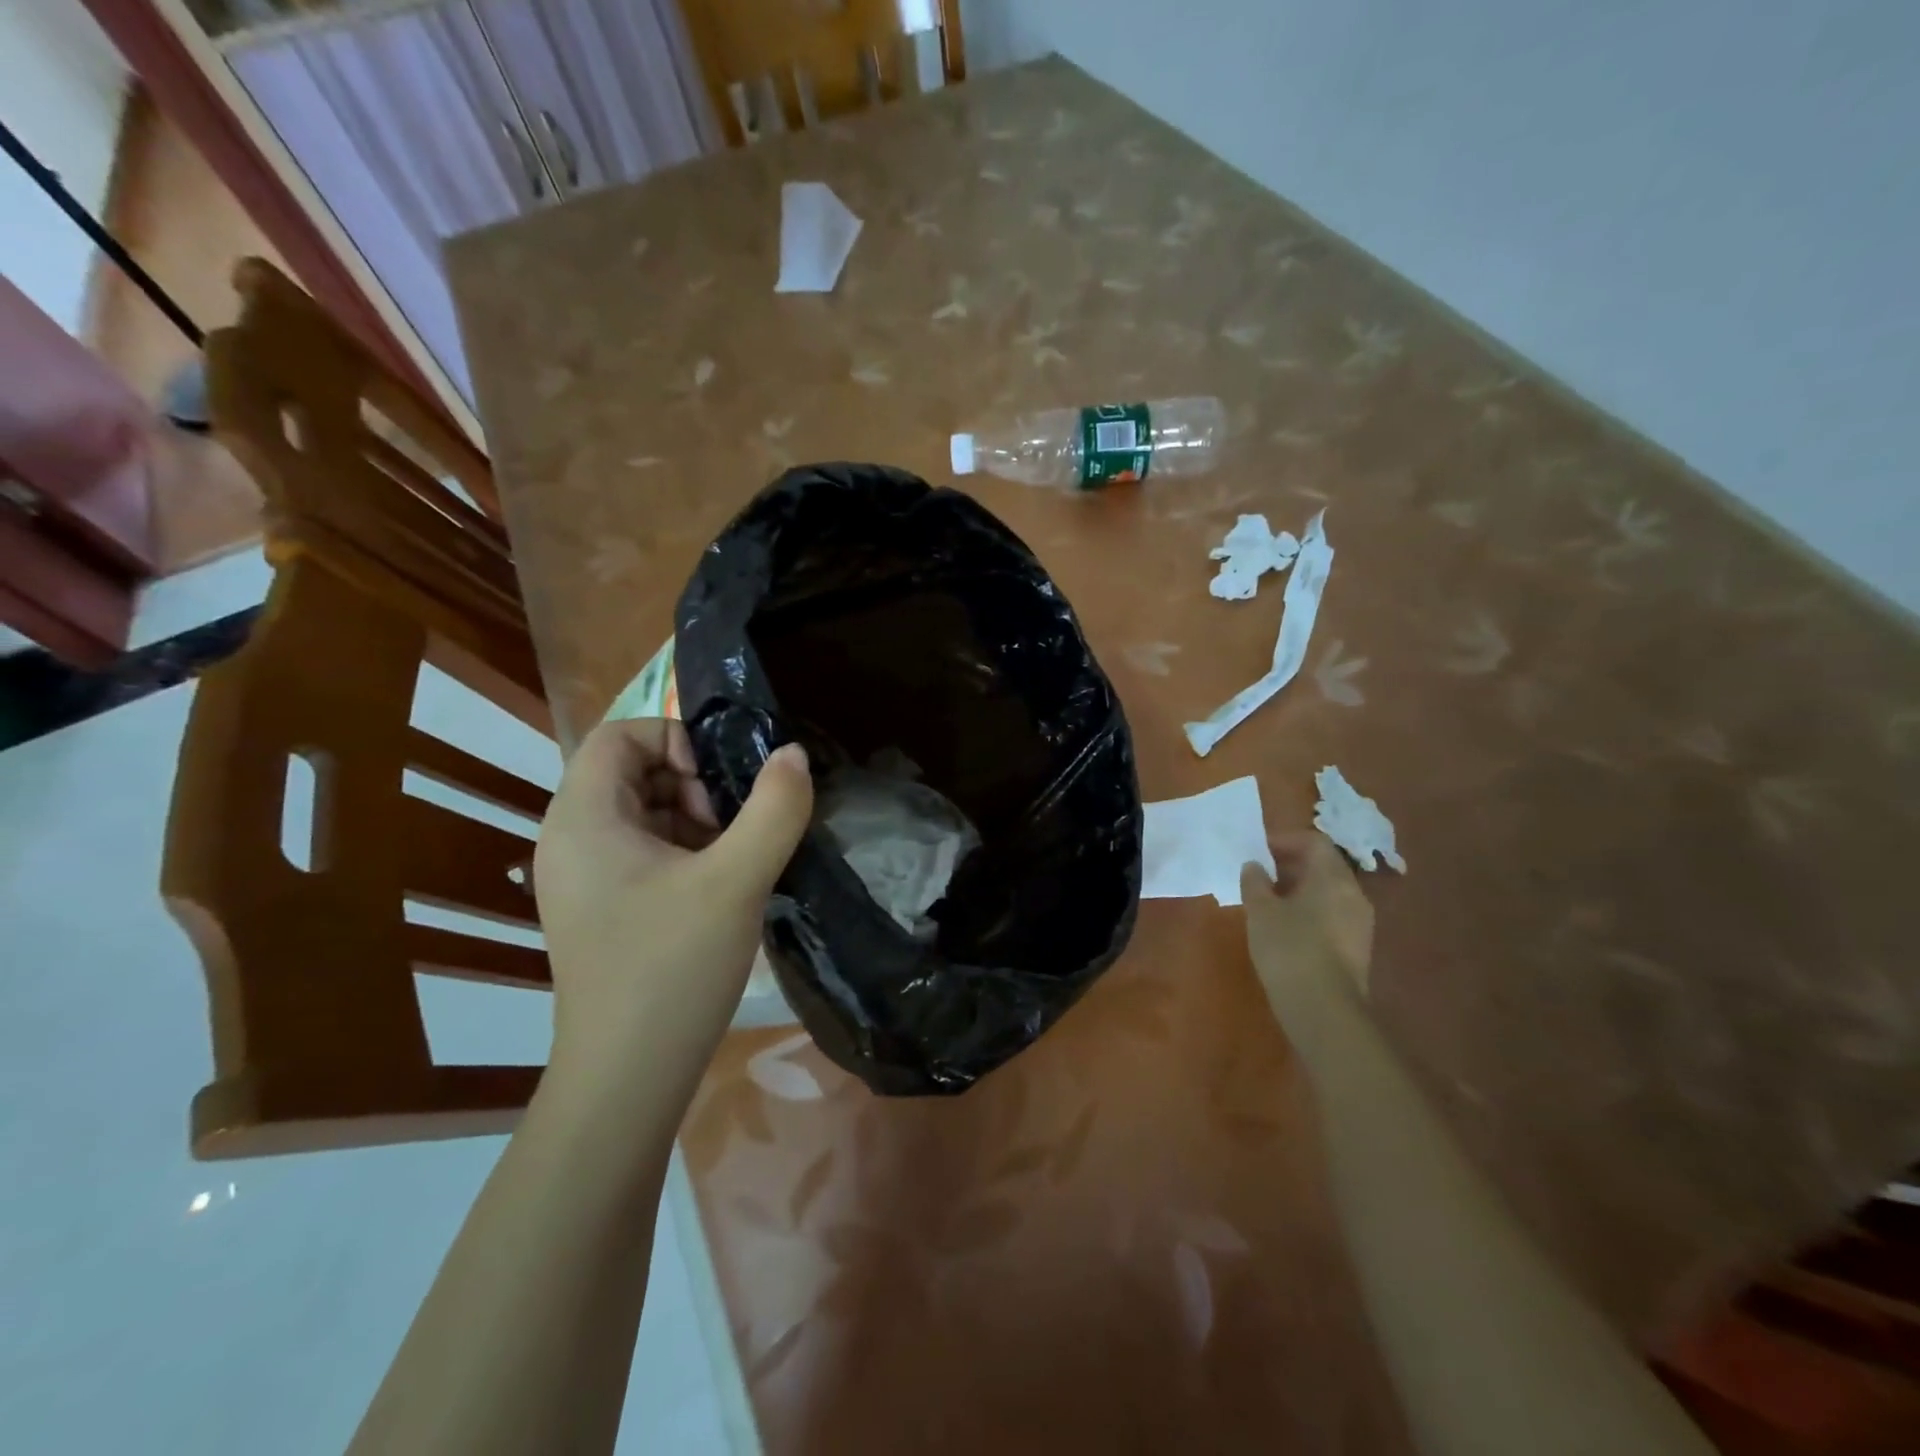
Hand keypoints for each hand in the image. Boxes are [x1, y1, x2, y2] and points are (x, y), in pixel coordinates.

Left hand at [532, 719, 813, 1107]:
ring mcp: (584, 878)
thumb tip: (792, 753)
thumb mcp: (735, 881)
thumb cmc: (671, 968)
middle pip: (632, 771)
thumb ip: (774, 809)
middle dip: (693, 782)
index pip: (620, 735)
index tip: (720, 784)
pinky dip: (686, 851)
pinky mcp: (603, 909)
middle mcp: (571, 840)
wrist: (628, 1079)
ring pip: (644, 812)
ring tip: (734, 859)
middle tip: (732, 826)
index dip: (676, 739)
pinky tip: (721, 888)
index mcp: (582, 819)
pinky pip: (645, 852)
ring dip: (696, 819)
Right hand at [1241, 832, 1374, 1018]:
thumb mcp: (1260, 911)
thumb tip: (1254, 866)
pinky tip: (1285, 929)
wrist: (1323, 1009)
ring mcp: (1360, 923)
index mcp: (1333, 878)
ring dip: (1298, 890)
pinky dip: (1309, 911)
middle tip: (1259, 876)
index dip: (1285, 840)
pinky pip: (1332, 915)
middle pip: (1324, 866)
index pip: (1315, 841)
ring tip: (1267, 903)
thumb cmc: (1289, 948)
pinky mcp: (1357, 948)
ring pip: (1328, 892)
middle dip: (1290, 865)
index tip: (1258, 851)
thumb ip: (1255, 882)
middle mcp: (1354, 894)